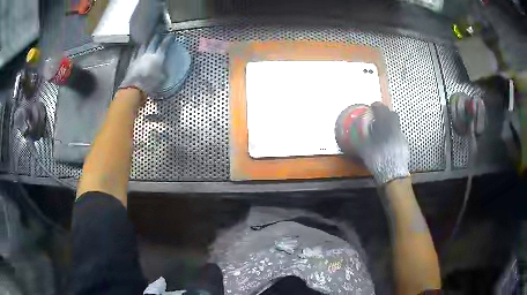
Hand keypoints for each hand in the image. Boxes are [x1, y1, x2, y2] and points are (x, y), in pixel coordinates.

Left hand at [119, 34, 173, 97]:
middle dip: (156, 36)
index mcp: (158, 57)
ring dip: (146, 42)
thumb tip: (165, 70)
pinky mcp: (131, 63)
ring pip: (143, 46)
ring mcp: (139, 57)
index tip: (171, 35)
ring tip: (147, 40)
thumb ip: (164, 71)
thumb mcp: (162, 78)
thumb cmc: (150, 84)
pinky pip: (134, 53)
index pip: (164, 45)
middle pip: (153, 42)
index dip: (168, 39)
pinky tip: (137, 48)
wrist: (134, 88)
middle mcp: (148, 54)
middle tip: (159, 33)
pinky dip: (137, 50)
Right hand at [357, 103, 409, 183]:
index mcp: (387, 127)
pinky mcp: (404, 147)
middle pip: (393, 115)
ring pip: (396, 126)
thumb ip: (361, 141)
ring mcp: (401, 138)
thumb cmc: (379, 161)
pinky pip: (397, 136)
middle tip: (378, 118)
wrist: (394, 176)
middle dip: (386, 114)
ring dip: (389, 125)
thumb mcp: (366, 150)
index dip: (377, 106)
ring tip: (382, 131)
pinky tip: (387, 143)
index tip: (372, 106)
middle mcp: (396, 130)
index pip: (383, 110)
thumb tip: (354, 136)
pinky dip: (392, 136)